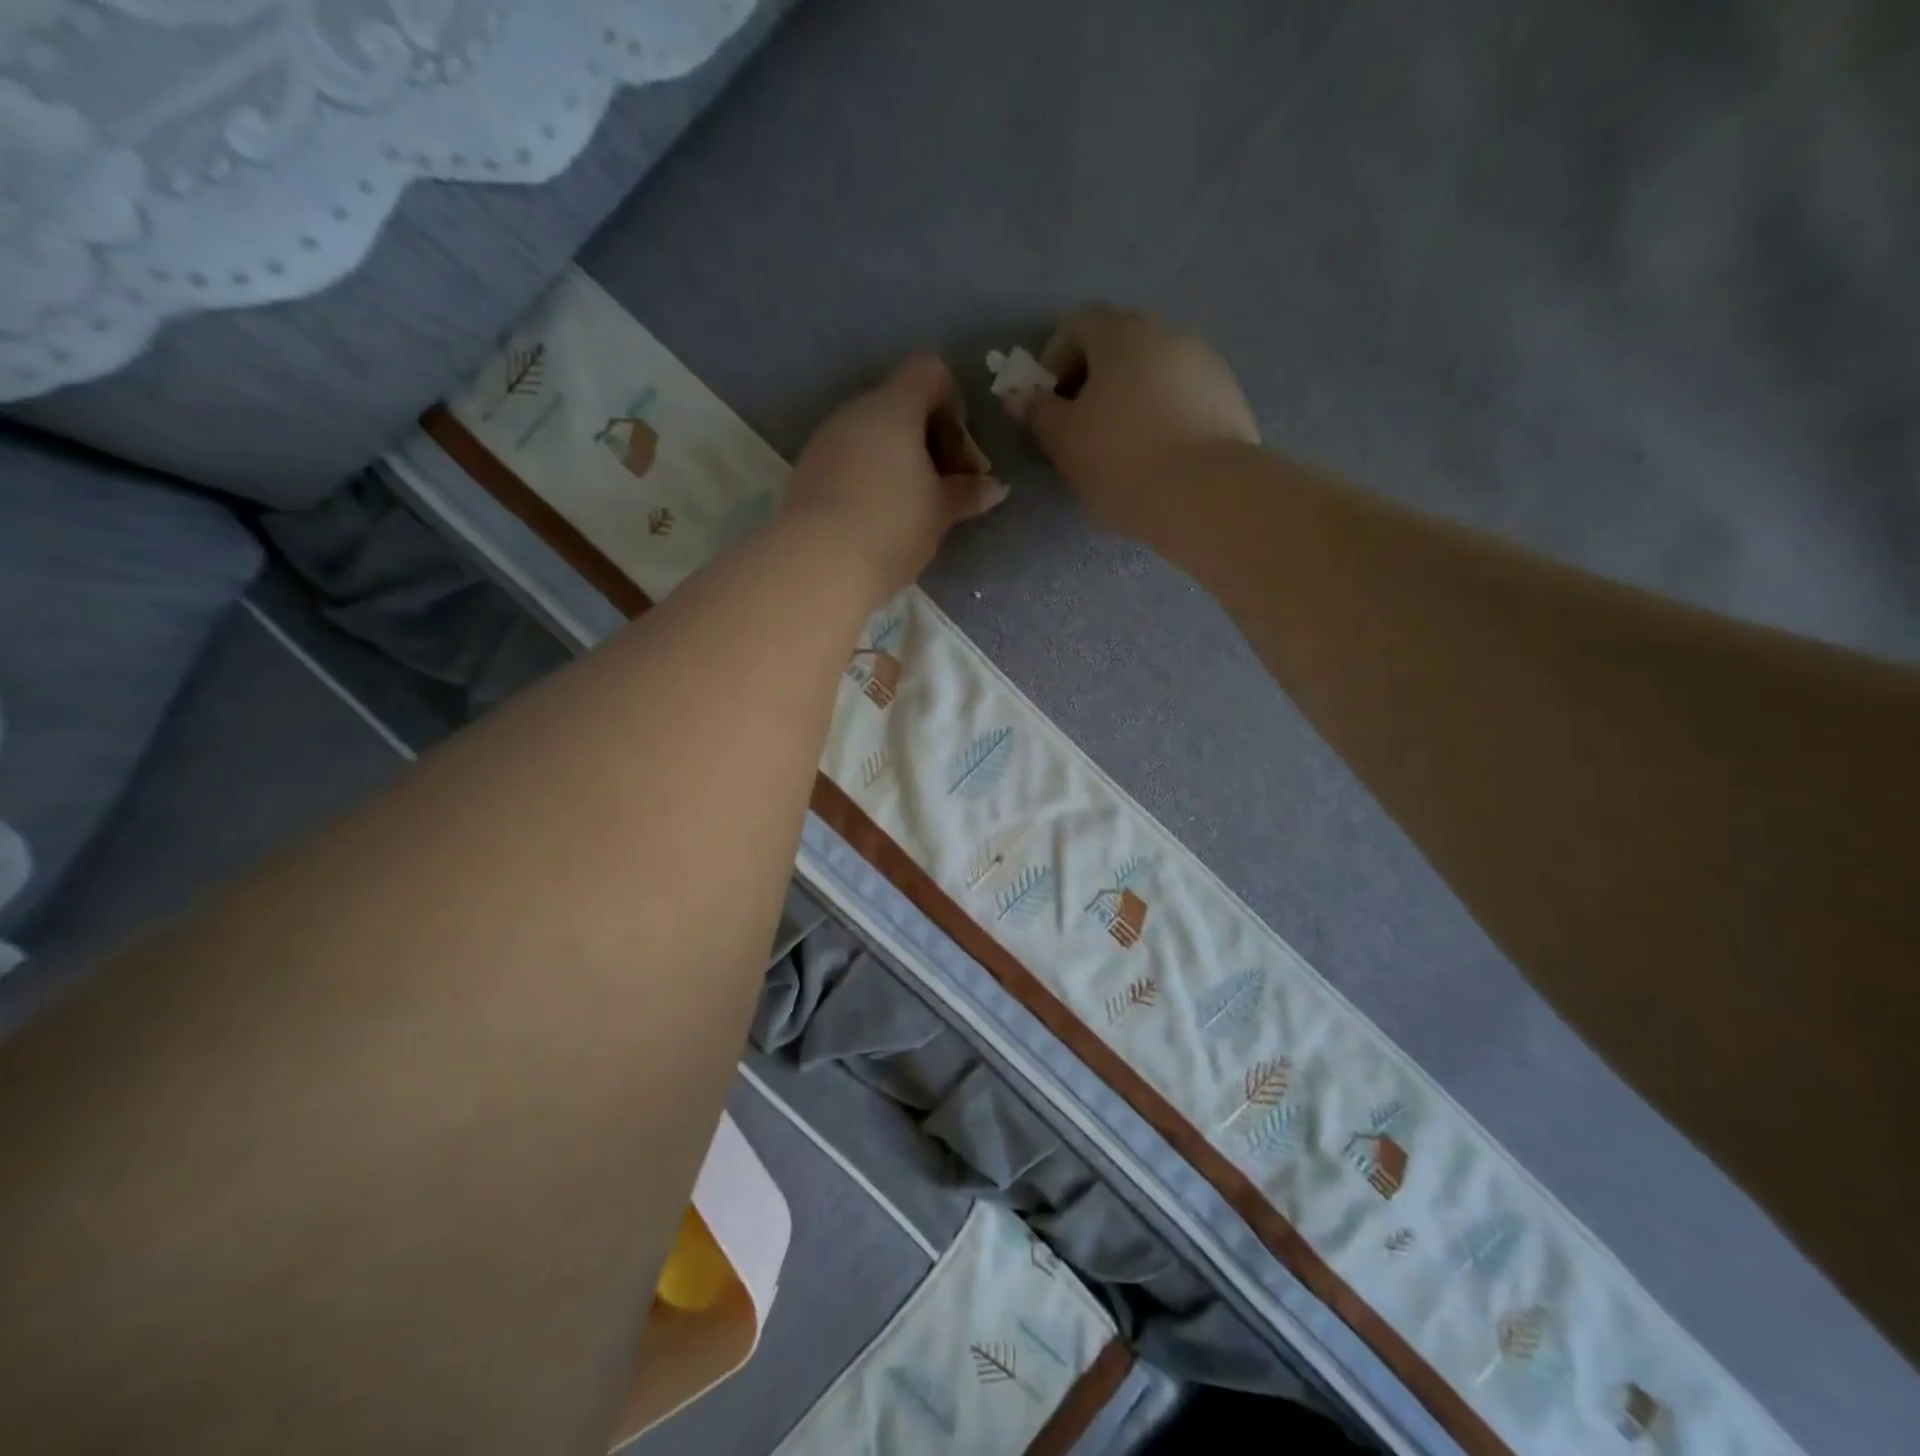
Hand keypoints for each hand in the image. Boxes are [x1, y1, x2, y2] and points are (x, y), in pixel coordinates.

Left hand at [786, 353, 1005, 599]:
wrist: (819, 563)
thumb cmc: (893, 526)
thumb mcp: (940, 512)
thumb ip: (968, 492)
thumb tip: (996, 487)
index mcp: (894, 406)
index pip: (930, 370)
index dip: (952, 403)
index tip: (957, 452)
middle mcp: (856, 411)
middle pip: (901, 404)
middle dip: (928, 439)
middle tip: (943, 488)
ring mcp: (826, 439)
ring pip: (872, 433)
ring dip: (898, 459)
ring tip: (911, 508)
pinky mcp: (808, 469)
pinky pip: (849, 457)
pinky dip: (869, 475)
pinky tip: (877, 517)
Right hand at [1010, 307, 1258, 542]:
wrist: (1206, 496)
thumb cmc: (1122, 462)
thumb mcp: (1064, 442)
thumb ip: (1038, 413)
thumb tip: (1019, 395)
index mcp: (1122, 335)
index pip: (1077, 324)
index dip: (1054, 360)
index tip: (1049, 404)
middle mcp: (1167, 334)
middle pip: (1118, 344)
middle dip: (1093, 380)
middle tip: (1081, 428)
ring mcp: (1206, 363)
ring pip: (1153, 371)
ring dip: (1130, 397)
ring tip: (1122, 447)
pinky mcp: (1230, 397)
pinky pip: (1183, 396)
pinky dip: (1163, 415)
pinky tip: (1159, 456)